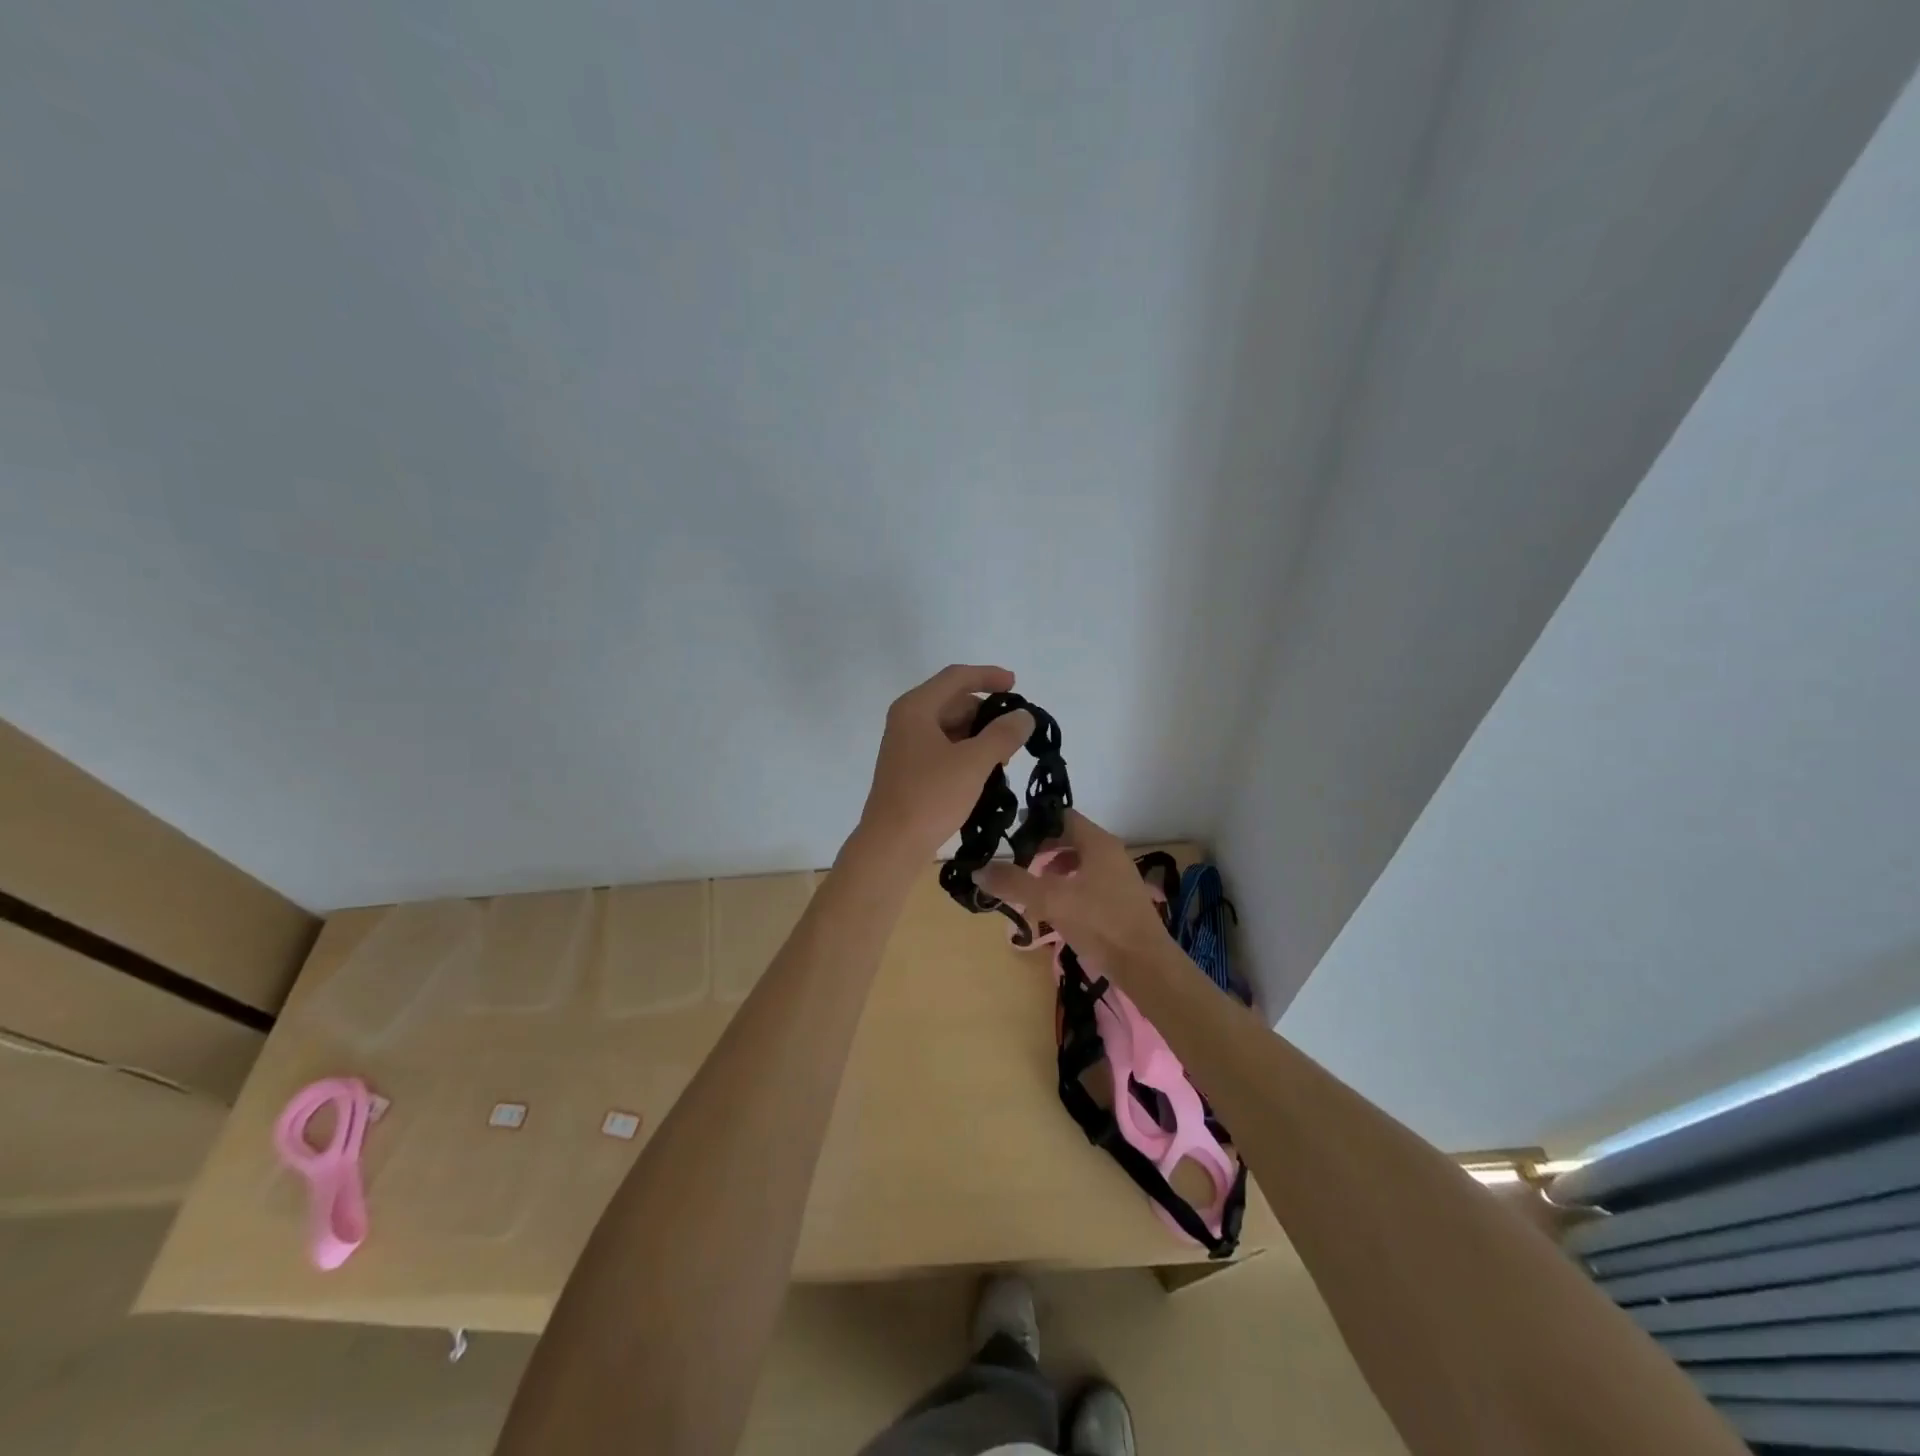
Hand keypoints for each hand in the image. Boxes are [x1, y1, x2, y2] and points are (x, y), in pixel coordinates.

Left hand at [856, 665, 1034, 862]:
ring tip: (1005, 756)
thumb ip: (1002, 734)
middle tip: (1016, 731)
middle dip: (986, 712)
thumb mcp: (973, 763)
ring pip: (950, 727)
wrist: (891, 845)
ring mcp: (906, 746)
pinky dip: (966, 752)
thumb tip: (1024, 716)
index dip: (988, 676)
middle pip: (953, 701)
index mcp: (916, 708)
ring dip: (979, 735)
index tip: (1016, 686)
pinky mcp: (909, 770)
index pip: (956, 677)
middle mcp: (907, 720)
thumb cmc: (930, 796)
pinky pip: (943, 748)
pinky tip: (986, 772)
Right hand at [973, 809, 1171, 976]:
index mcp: (1098, 842)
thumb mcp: (1051, 900)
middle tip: (1015, 866)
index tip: (1010, 839)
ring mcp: (1117, 877)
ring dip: (1051, 872)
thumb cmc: (1100, 923)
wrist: (1146, 965)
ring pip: (1076, 863)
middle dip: (1040, 851)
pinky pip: (1085, 883)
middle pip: (1068, 839)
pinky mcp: (1118, 900)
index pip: (1062, 816)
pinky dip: (1065, 889)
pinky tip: (1053, 911)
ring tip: (1031, 891)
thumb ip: (1014, 883)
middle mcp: (1110, 853)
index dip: (1035, 823)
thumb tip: (979, 870)